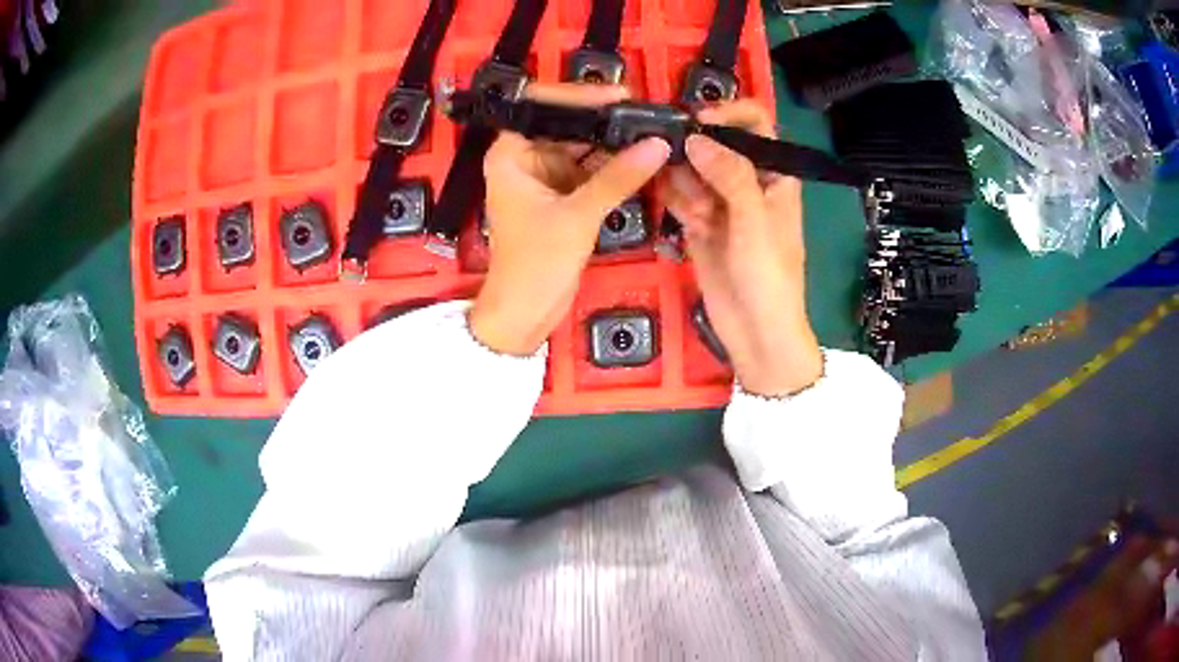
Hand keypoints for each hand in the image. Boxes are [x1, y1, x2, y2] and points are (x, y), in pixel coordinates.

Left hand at [470, 83, 671, 355]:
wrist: (526, 313)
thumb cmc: (536, 263)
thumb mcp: (578, 216)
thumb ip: (619, 177)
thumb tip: (659, 144)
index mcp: (512, 153)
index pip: (542, 107)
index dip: (580, 97)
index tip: (621, 95)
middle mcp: (526, 157)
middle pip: (568, 125)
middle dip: (607, 120)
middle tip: (650, 112)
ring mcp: (547, 176)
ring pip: (584, 147)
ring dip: (615, 142)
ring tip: (655, 130)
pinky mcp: (564, 195)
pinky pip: (593, 170)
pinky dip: (615, 166)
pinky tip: (645, 156)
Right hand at [661, 101, 822, 395]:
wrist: (756, 334)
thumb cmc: (770, 278)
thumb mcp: (755, 222)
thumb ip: (730, 176)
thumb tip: (696, 137)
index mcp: (774, 174)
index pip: (755, 123)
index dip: (728, 113)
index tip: (696, 122)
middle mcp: (746, 181)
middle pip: (713, 142)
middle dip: (695, 153)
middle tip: (686, 177)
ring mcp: (721, 201)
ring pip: (691, 168)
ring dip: (685, 184)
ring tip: (699, 217)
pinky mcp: (699, 222)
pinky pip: (679, 196)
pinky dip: (676, 202)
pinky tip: (689, 224)